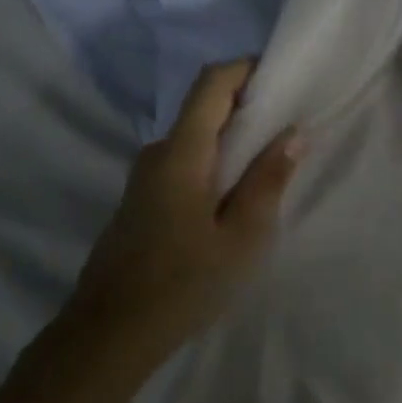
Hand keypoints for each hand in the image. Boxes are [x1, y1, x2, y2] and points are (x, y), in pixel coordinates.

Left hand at [66, 59, 300, 370]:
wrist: (108, 335)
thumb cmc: (182, 284)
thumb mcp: (241, 238)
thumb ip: (268, 180)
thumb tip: (293, 133)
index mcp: (182, 152)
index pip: (211, 83)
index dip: (245, 68)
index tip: (282, 77)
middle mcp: (158, 152)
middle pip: (204, 107)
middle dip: (247, 105)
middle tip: (290, 124)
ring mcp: (145, 176)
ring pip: (195, 137)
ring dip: (231, 137)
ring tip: (270, 162)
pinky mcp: (142, 199)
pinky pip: (184, 161)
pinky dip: (214, 161)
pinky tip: (235, 194)